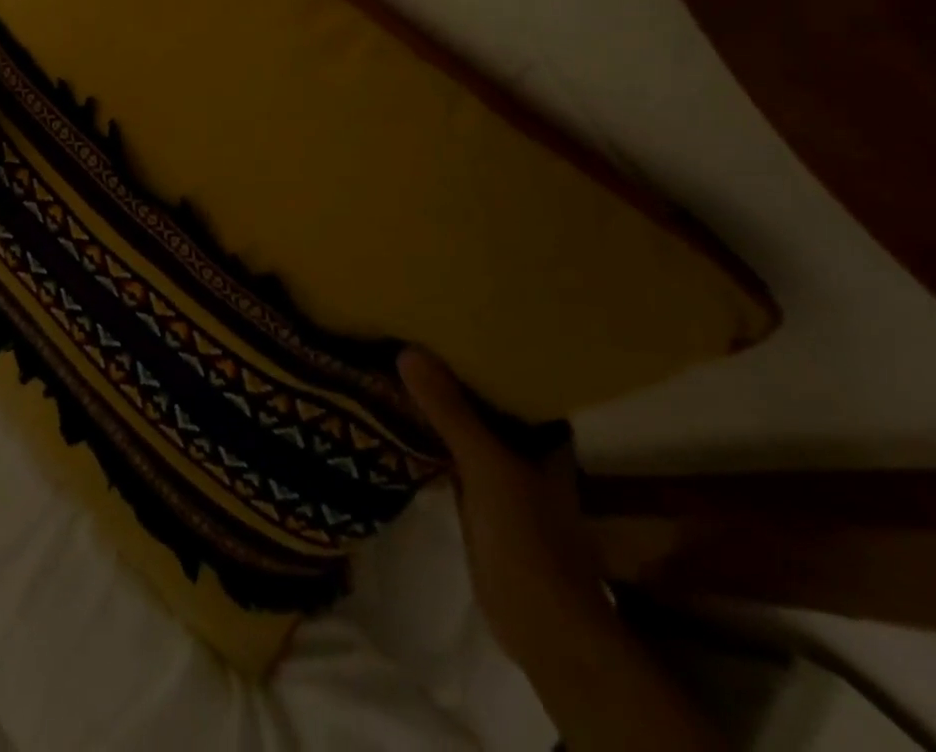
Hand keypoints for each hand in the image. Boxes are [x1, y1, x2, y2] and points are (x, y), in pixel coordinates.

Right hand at [398, 348, 616, 672]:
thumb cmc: (529, 538)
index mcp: (541, 431)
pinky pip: (447, 447)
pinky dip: (427, 430)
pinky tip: (396, 409)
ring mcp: (499, 468)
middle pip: (482, 394)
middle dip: (448, 365)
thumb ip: (450, 412)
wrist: (541, 625)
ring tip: (394, 354)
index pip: (510, 372)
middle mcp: (523, 443)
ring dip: (435, 398)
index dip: (481, 343)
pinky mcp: (476, 492)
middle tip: (407, 324)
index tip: (444, 309)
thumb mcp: (488, 467)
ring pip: (462, 420)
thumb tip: (407, 351)